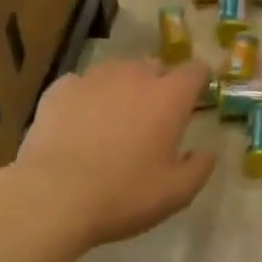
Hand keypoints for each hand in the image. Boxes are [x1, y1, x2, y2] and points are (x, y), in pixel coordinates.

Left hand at [10, 56, 215, 253]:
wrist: (53, 195)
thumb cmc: (123, 194)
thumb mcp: (174, 194)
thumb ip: (199, 168)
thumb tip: (208, 151)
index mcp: (169, 96)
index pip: (196, 70)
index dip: (198, 81)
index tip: (194, 98)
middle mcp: (136, 74)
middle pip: (155, 66)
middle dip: (158, 84)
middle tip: (151, 118)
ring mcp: (96, 76)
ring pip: (117, 72)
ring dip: (121, 89)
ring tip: (111, 121)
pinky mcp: (62, 87)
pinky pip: (81, 85)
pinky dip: (85, 98)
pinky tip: (77, 125)